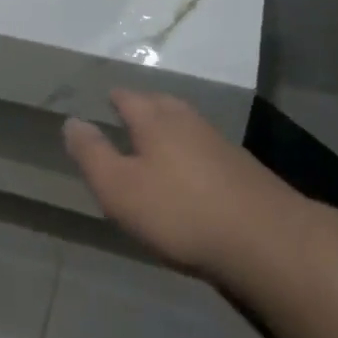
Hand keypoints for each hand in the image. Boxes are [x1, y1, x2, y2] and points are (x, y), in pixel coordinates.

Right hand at [63, 90, 300, 282]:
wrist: (265, 239)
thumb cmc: (179, 211)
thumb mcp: (120, 189)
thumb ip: (92, 154)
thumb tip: (72, 121)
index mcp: (155, 119)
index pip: (128, 98)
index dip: (115, 98)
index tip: (104, 100)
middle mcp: (187, 120)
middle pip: (160, 104)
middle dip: (144, 107)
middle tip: (128, 115)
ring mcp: (219, 142)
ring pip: (186, 124)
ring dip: (169, 128)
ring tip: (156, 141)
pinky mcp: (242, 168)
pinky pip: (205, 148)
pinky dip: (191, 152)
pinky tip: (191, 171)